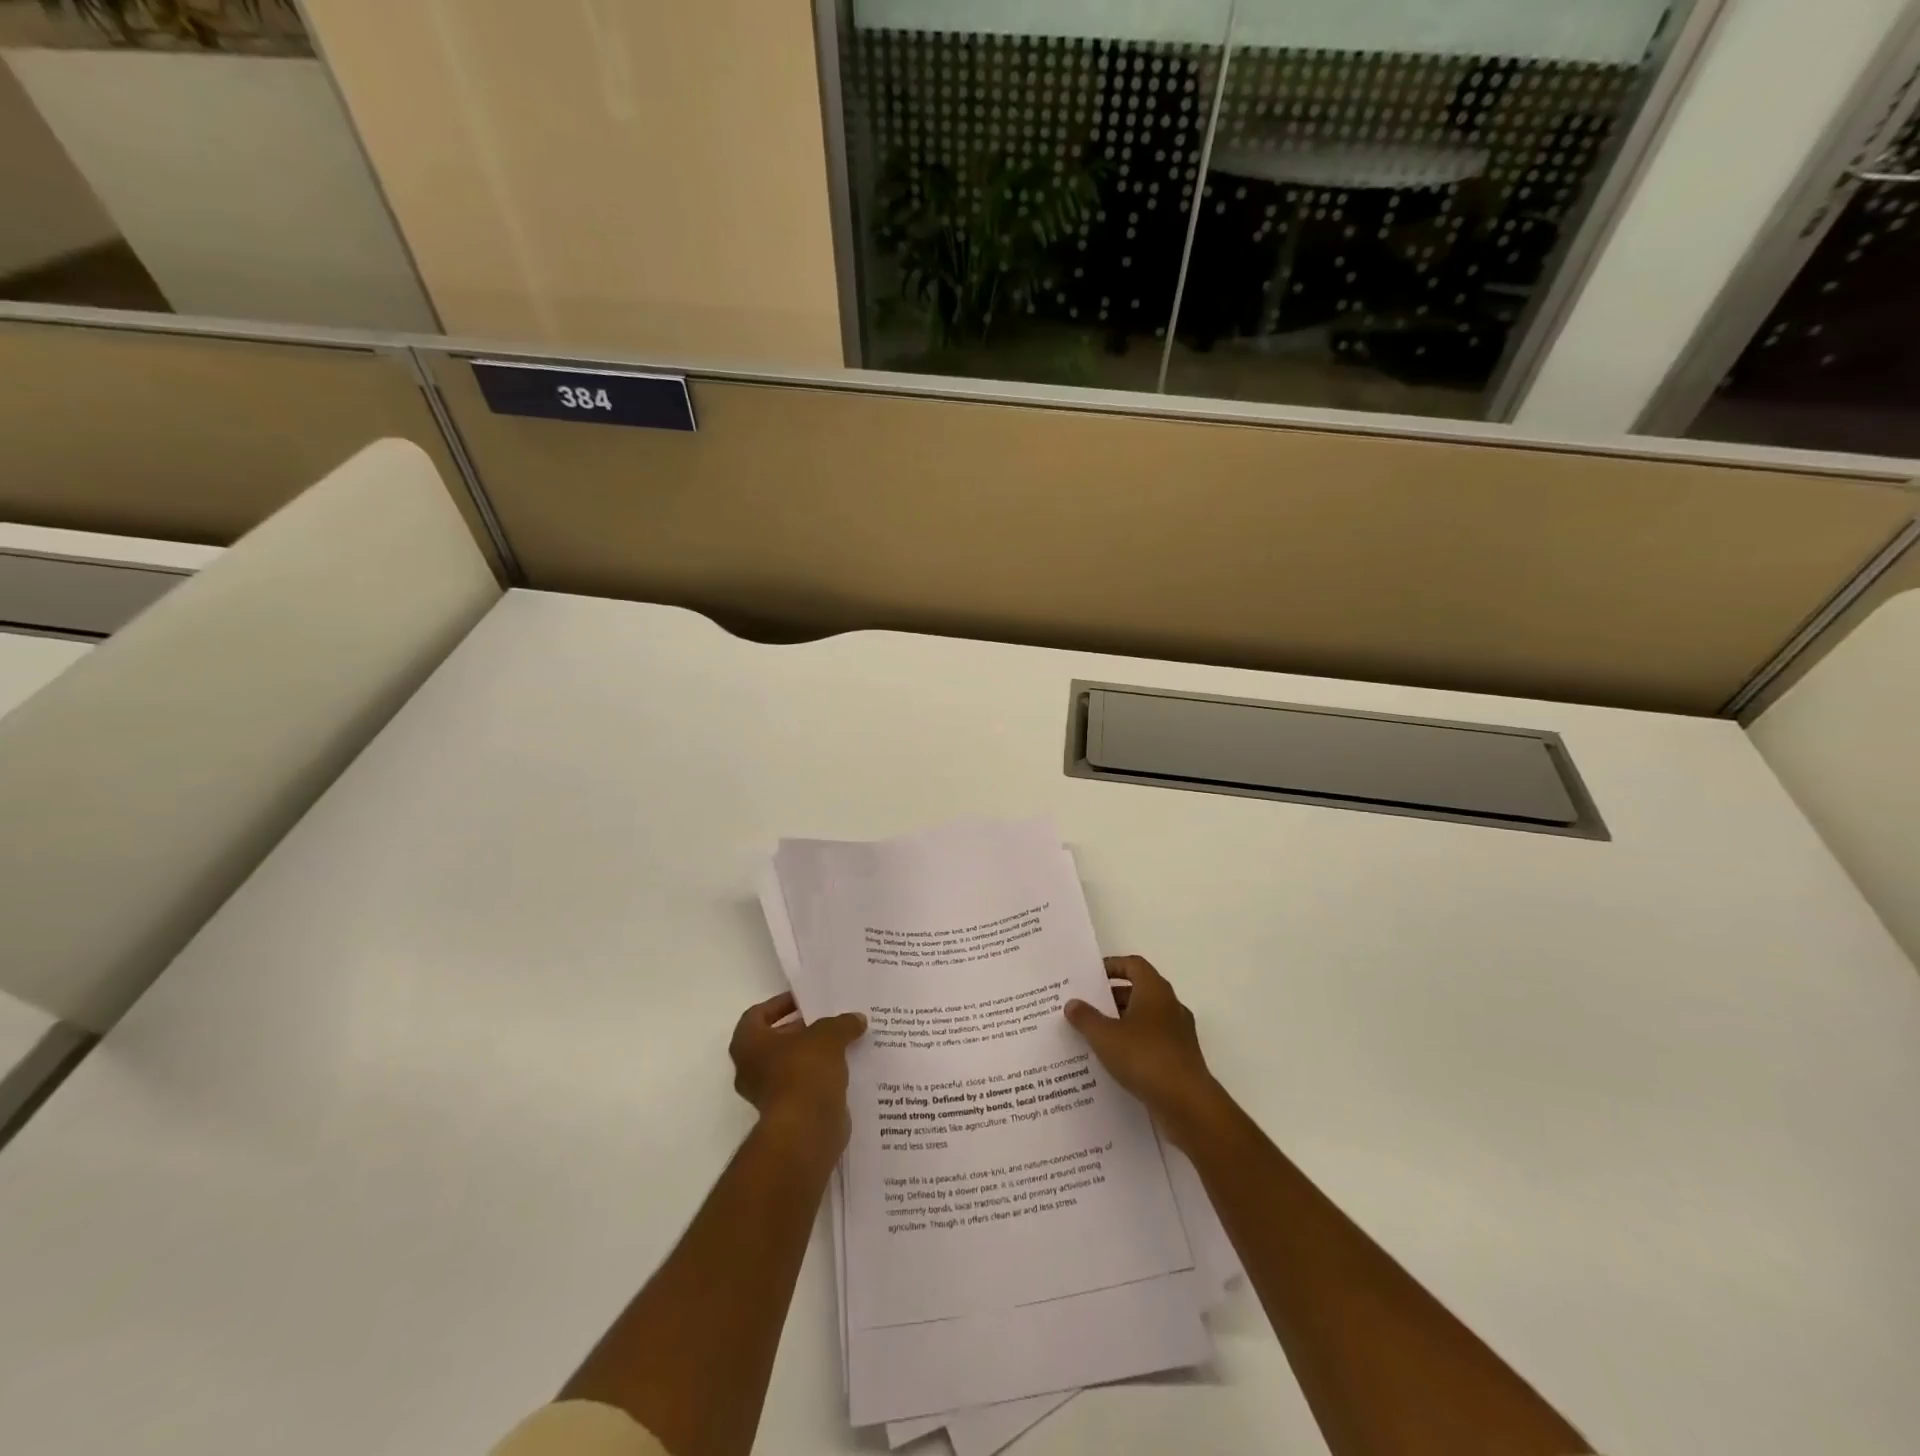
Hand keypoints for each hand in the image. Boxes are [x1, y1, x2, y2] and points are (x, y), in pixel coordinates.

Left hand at [730, 992, 866, 1154]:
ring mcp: (767, 1094)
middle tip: (829, 1020)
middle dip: (802, 1030)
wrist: (806, 1130)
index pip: (757, 1015)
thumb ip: (841, 1023)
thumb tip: (856, 1020)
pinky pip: (804, 1087)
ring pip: (791, 1066)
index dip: (779, 1004)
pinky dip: (820, 1077)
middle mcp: (750, 1069)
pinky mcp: (787, 1114)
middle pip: (775, 1041)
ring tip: (843, 1042)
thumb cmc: (804, 1071)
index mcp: (748, 1044)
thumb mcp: (828, 1035)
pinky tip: (846, 1068)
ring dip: (814, 1055)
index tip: (805, 1001)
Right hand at [1065, 956, 1223, 1150]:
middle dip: (1111, 998)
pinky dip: (1133, 1045)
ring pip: (1145, 1019)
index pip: (1134, 965)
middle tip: (1085, 1007)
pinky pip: (1152, 1043)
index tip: (1090, 977)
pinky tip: (1113, 1062)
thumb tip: (1072, 1003)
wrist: (1187, 1104)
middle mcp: (1170, 1006)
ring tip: (1093, 1036)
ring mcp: (1178, 1034)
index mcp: (1155, 991)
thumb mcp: (1105, 1036)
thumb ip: (1086, 1018)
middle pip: (1139, 991)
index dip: (1112, 966)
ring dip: (1121, 1023)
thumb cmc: (1145, 1058)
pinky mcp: (1180, 1059)